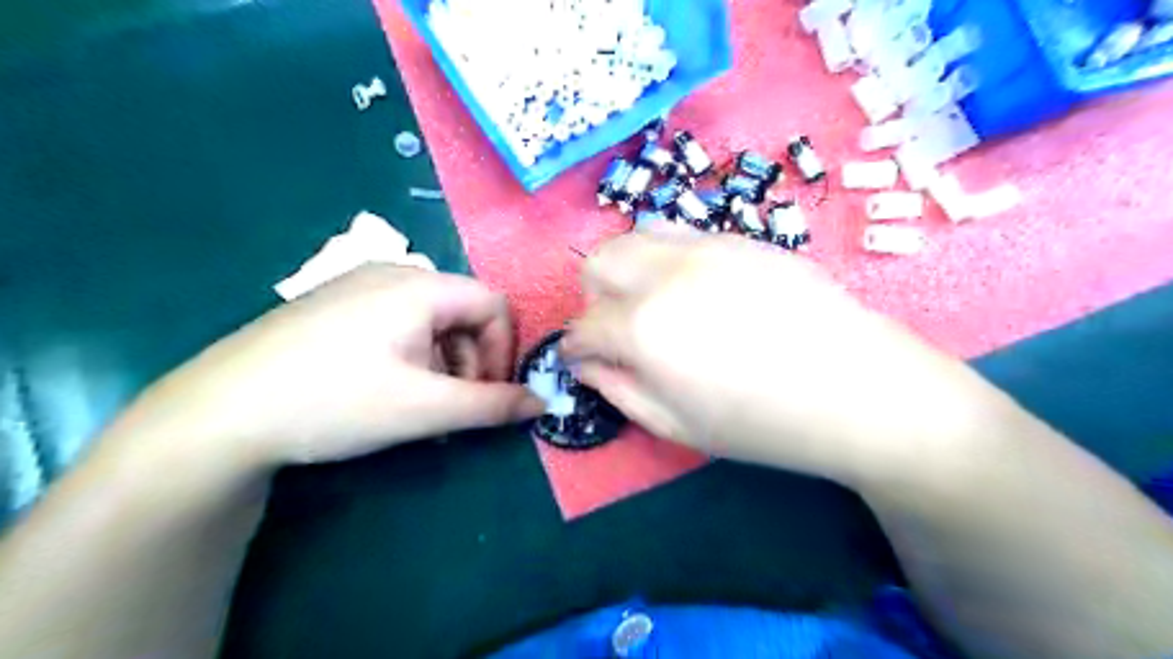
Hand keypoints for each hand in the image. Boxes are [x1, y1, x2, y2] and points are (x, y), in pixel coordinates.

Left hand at [103, 266, 541, 467]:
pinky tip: (388, 392)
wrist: (218, 414)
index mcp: (419, 286)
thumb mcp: (425, 409)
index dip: (504, 350)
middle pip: (462, 313)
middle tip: (453, 407)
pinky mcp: (335, 307)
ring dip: (442, 364)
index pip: (494, 305)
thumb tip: (542, 404)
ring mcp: (358, 287)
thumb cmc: (335, 401)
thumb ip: (492, 406)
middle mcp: (393, 274)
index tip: (488, 394)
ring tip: (420, 408)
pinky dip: (412, 358)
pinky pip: (398, 325)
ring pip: (431, 322)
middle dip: (471, 362)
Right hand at [563, 232, 1022, 488]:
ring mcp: (706, 246)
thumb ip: (620, 391)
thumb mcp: (678, 426)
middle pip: (599, 262)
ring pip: (637, 236)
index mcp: (645, 328)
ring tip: (655, 305)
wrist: (859, 388)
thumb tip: (588, 366)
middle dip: (594, 298)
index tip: (583, 362)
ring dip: (629, 271)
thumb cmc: (765, 423)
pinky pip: (682, 235)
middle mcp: (666, 274)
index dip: (575, 349)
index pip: (583, 328)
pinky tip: (699, 292)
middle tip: (619, 330)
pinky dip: (669, 260)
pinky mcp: (740, 238)